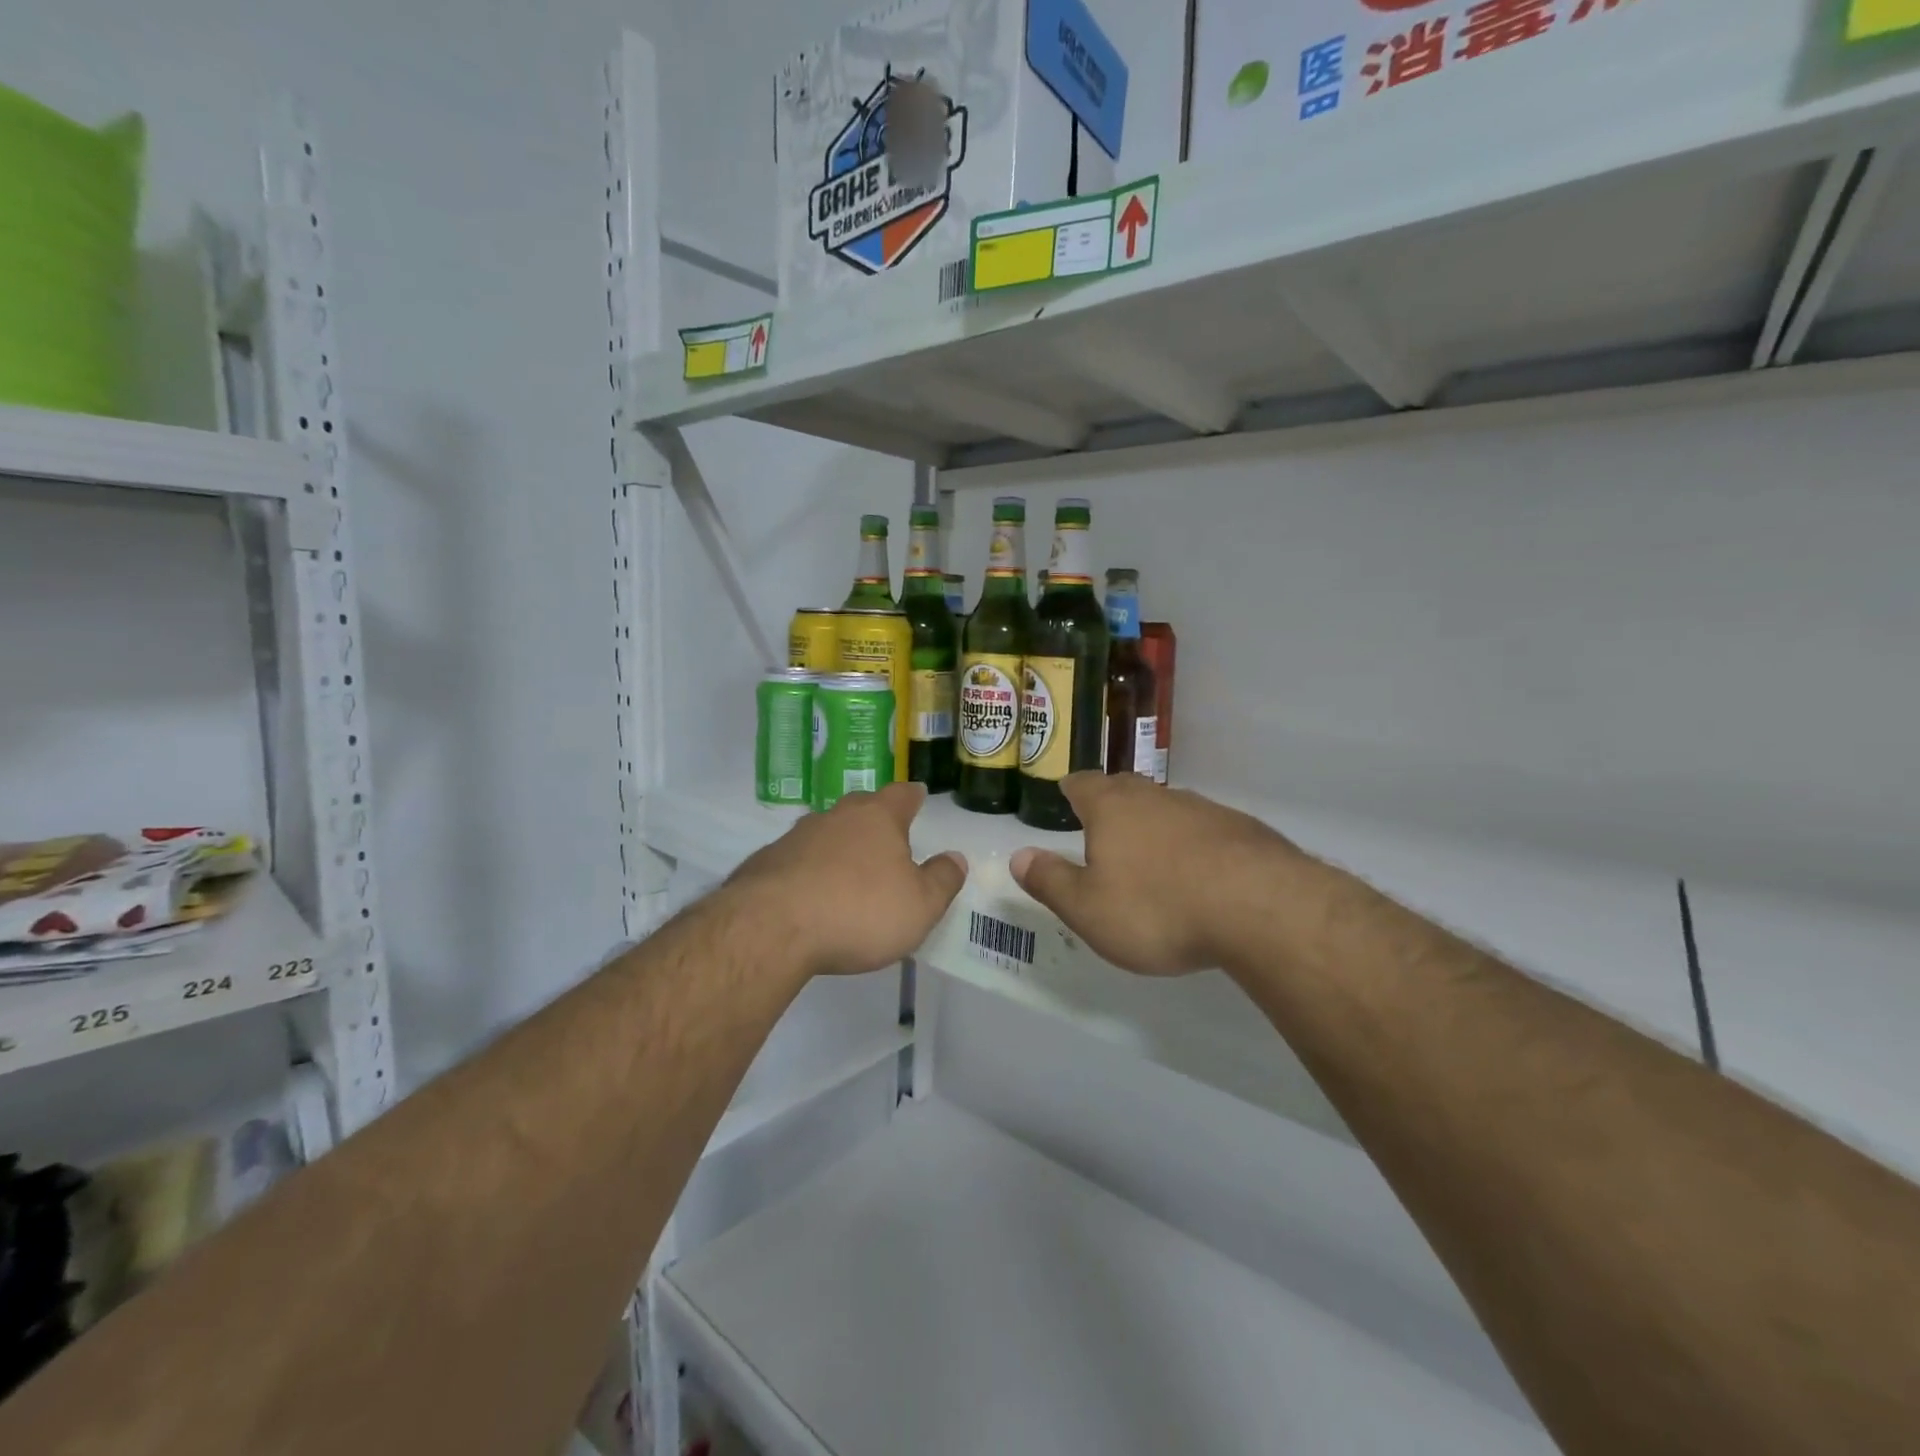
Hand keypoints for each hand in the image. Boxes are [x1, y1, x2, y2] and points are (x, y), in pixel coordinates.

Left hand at [726, 782, 967, 978]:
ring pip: (826, 831)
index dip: (912, 796)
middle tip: (887, 837)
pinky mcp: (767, 862)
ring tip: (849, 870)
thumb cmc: (859, 911)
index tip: (917, 796)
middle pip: (861, 807)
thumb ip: (942, 880)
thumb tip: (956, 858)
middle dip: (875, 818)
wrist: (771, 928)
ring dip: (840, 845)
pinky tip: (811, 895)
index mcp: (878, 818)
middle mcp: (837, 817)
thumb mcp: (920, 906)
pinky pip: (797, 859)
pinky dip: (809, 870)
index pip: (901, 794)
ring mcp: (797, 837)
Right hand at [1010, 773, 1302, 975]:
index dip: (1071, 790)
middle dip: (1112, 805)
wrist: (1260, 908)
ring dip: (1155, 827)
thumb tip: (1018, 857)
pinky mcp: (1242, 829)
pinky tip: (1200, 876)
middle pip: (1126, 789)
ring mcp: (1203, 809)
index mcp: (1111, 808)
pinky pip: (1205, 830)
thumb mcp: (1087, 908)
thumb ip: (1050, 881)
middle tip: (1103, 828)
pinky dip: (1194, 846)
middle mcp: (1155, 797)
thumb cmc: (1157, 908)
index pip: (1082, 784)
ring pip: (1167, 809)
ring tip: (1151, 858)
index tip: (1067, 796)